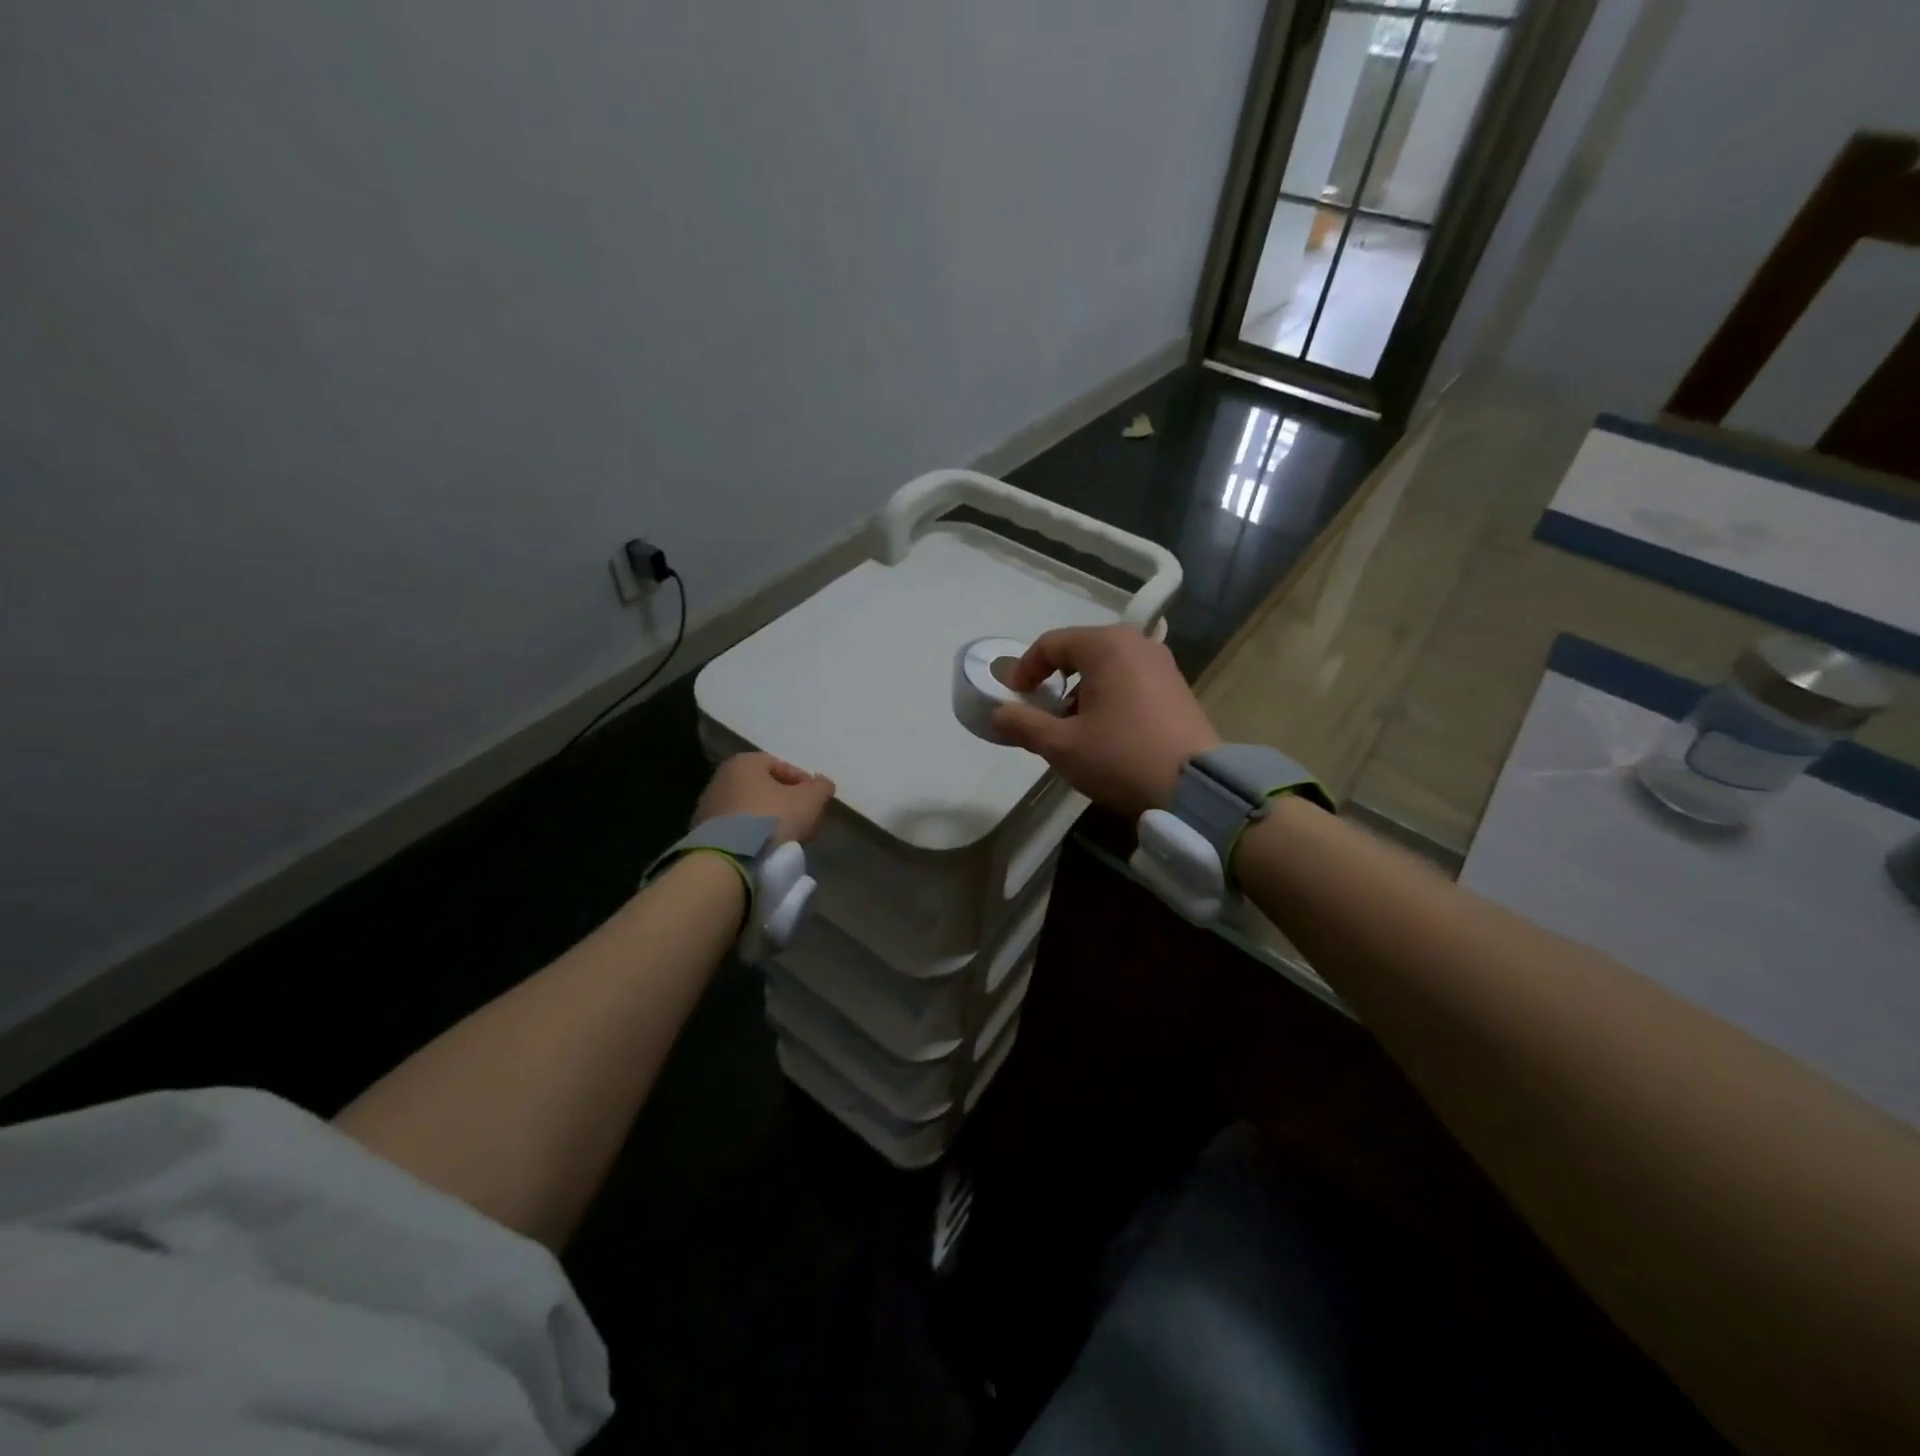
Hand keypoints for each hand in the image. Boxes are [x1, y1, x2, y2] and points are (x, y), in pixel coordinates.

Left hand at [695, 753, 835, 843]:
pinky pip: (737, 830)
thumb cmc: (772, 819)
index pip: (781, 765)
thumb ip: (821, 787)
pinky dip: (752, 836)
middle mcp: (721, 778)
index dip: (803, 783)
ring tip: (786, 839)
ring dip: (768, 820)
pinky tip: (765, 850)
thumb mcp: (809, 800)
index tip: (815, 801)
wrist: (729, 860)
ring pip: (749, 809)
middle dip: (784, 802)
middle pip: (763, 788)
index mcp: (744, 762)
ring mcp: (708, 807)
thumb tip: (823, 784)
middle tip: (802, 820)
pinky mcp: (703, 834)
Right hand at [991, 625, 1219, 817]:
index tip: (1014, 699)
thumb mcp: (1061, 745)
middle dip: (1054, 681)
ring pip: (1106, 667)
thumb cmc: (1121, 757)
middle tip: (1042, 714)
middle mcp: (1137, 643)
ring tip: (1073, 729)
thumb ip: (1023, 724)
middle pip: (1080, 651)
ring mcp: (1162, 664)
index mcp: (1107, 645)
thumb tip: (998, 713)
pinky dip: (1108, 696)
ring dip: (1081, 691)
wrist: (1196, 789)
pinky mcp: (1177, 687)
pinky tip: (1106, 732)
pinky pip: (1130, 680)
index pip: (1050, 644)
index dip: (1024, 670)